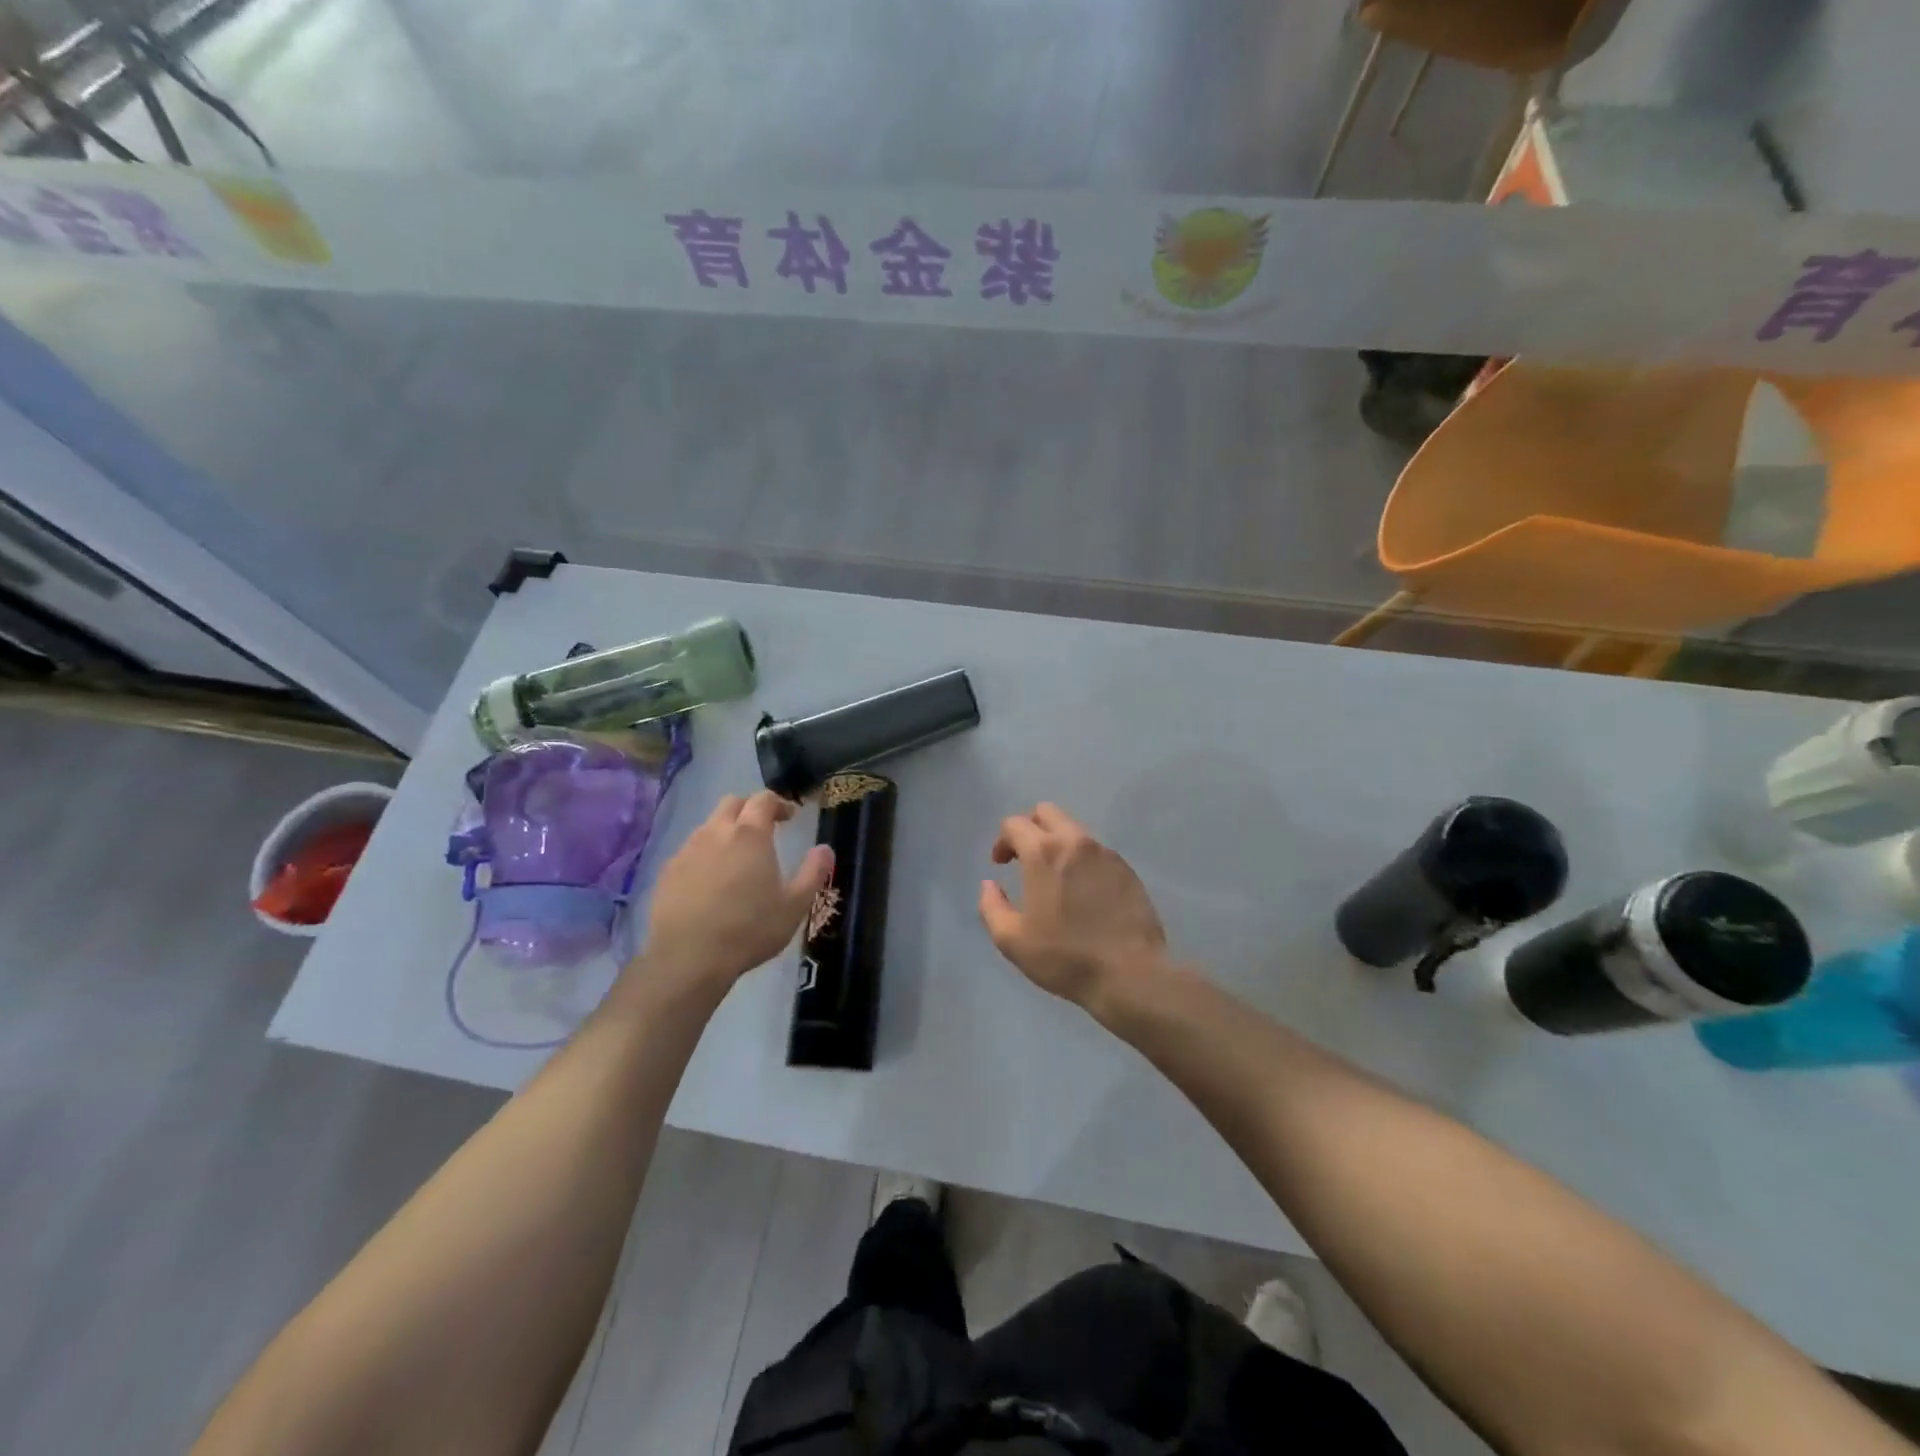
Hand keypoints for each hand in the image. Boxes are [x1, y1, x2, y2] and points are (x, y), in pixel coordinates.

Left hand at [640, 791, 833, 994]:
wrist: (687, 957)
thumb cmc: (749, 929)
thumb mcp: (794, 905)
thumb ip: (813, 872)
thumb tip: (825, 849)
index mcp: (750, 835)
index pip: (763, 800)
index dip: (778, 803)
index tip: (789, 817)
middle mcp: (716, 833)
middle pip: (731, 803)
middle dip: (749, 808)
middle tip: (764, 828)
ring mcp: (687, 850)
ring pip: (708, 826)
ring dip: (725, 831)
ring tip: (737, 857)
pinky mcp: (667, 872)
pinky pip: (689, 851)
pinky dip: (704, 854)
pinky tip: (710, 881)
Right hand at [978, 803, 1167, 1006]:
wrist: (1130, 974)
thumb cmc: (1065, 958)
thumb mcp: (1012, 940)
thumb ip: (992, 906)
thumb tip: (989, 884)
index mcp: (1044, 853)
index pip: (1015, 824)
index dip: (1002, 841)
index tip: (1001, 865)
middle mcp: (1076, 842)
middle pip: (1047, 812)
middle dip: (1029, 828)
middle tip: (1024, 858)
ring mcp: (1105, 853)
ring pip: (1074, 830)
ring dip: (1057, 843)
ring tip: (1054, 878)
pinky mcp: (1127, 869)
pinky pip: (1096, 851)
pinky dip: (1081, 860)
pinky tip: (1082, 892)